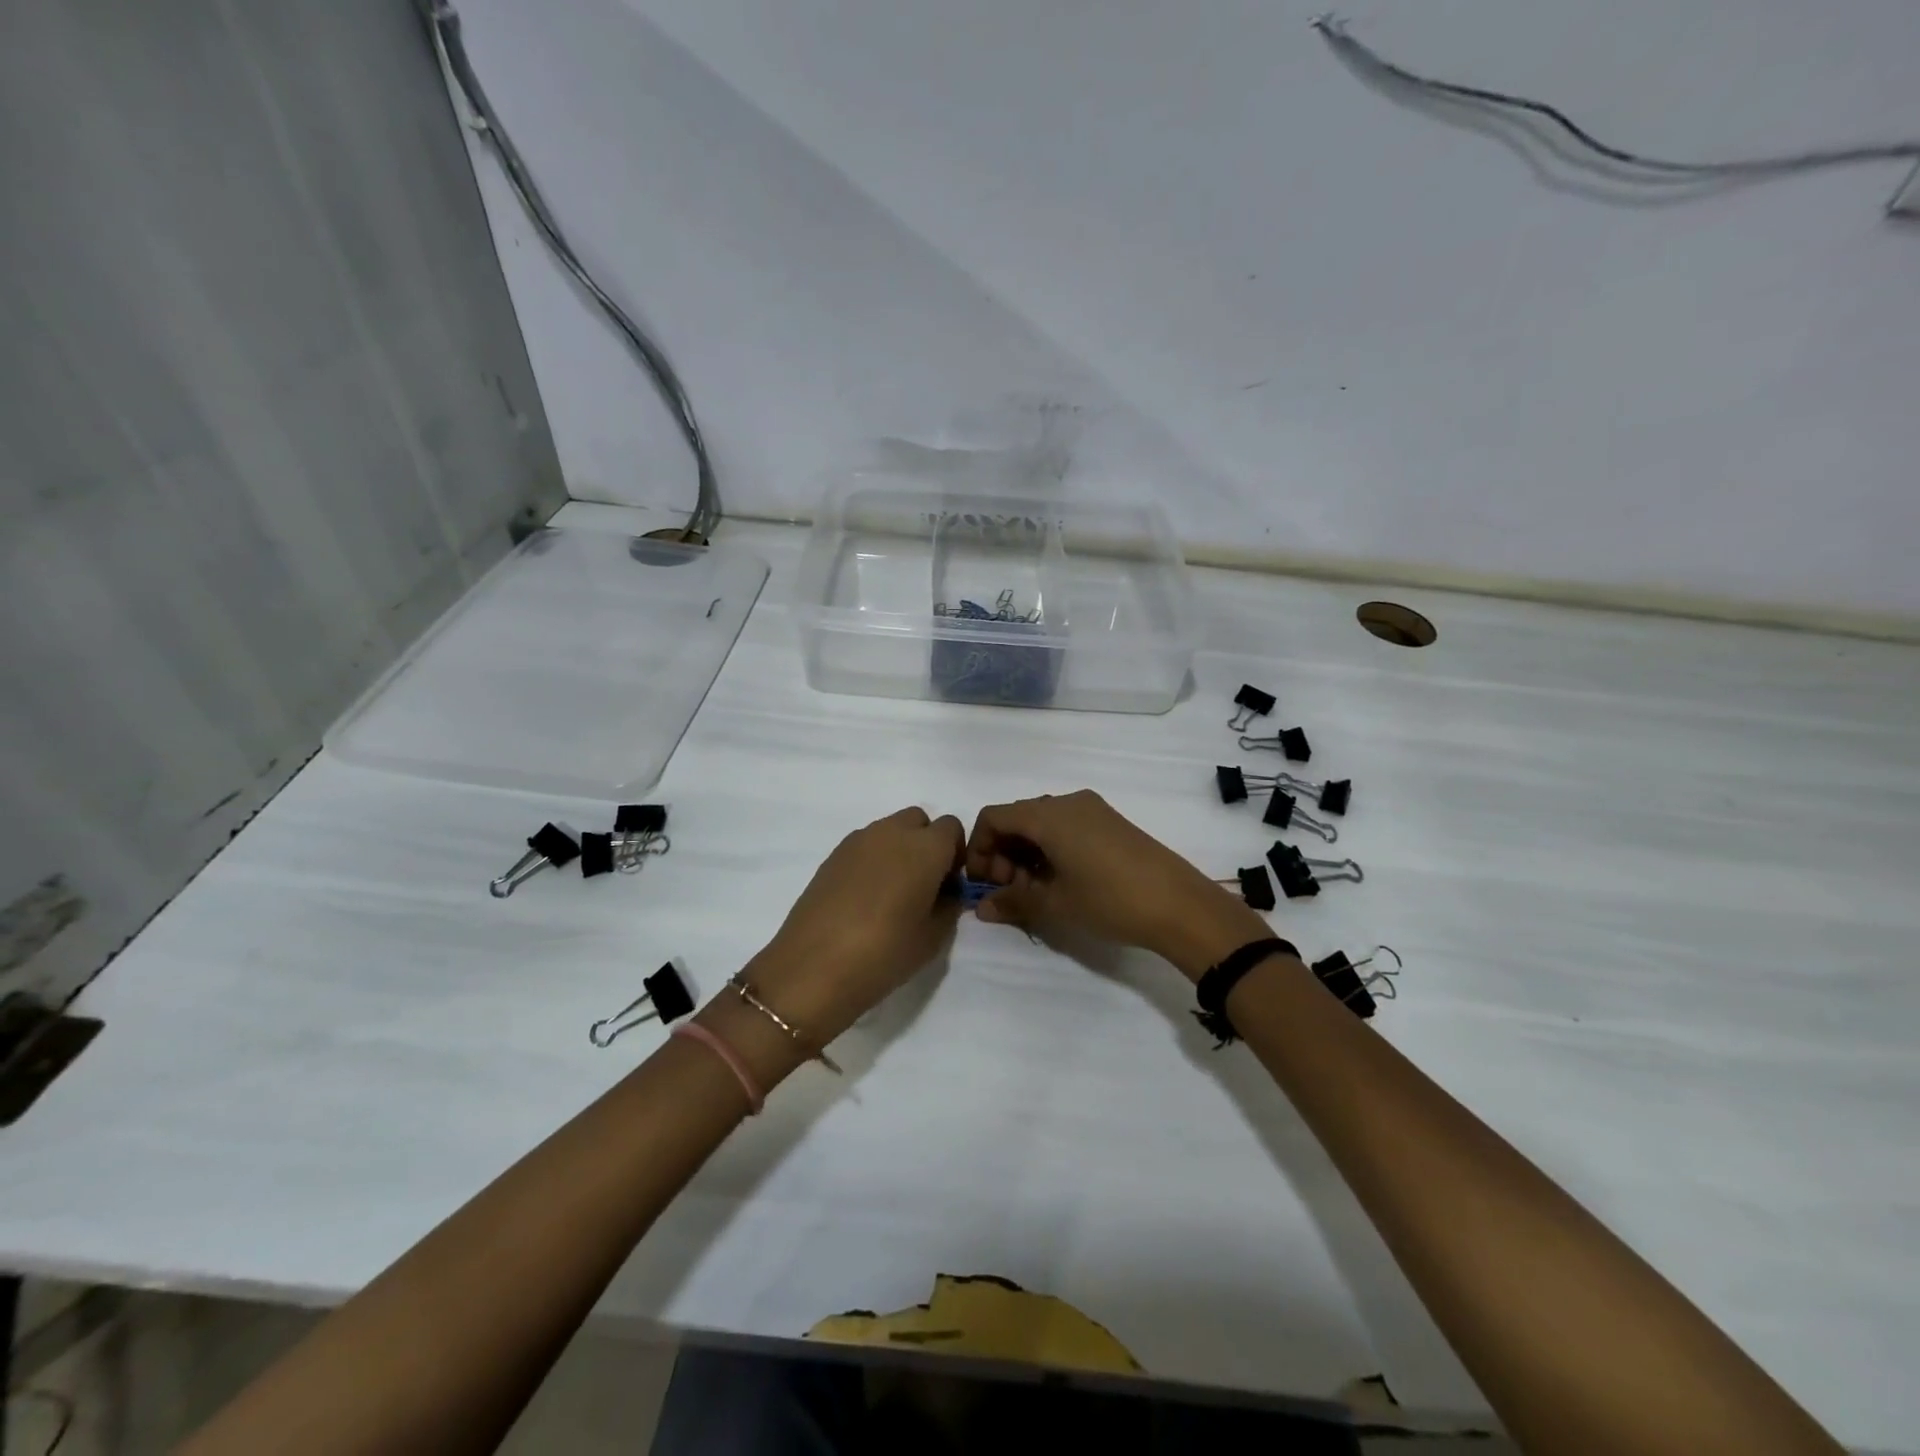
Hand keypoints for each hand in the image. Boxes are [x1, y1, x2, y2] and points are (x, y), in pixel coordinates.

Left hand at [739, 807, 965, 1050]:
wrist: (814, 967)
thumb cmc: (885, 952)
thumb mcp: (933, 938)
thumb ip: (949, 905)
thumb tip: (945, 892)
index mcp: (925, 847)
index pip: (952, 828)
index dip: (954, 854)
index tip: (947, 885)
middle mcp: (892, 832)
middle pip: (919, 821)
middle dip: (926, 844)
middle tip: (922, 885)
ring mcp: (858, 841)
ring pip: (889, 831)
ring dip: (898, 851)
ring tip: (890, 894)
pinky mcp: (832, 855)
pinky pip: (864, 846)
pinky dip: (872, 861)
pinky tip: (863, 899)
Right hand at [965, 790, 1270, 979]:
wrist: (1180, 904)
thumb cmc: (1110, 900)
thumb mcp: (1055, 904)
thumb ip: (1013, 901)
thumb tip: (982, 908)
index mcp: (1048, 815)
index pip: (994, 817)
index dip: (978, 848)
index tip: (982, 883)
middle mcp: (1067, 802)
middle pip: (1017, 817)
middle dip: (1002, 852)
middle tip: (1008, 891)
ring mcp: (1092, 809)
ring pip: (1042, 822)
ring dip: (1025, 852)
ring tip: (1033, 891)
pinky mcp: (1110, 822)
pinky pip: (1065, 826)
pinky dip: (1049, 848)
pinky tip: (1059, 880)